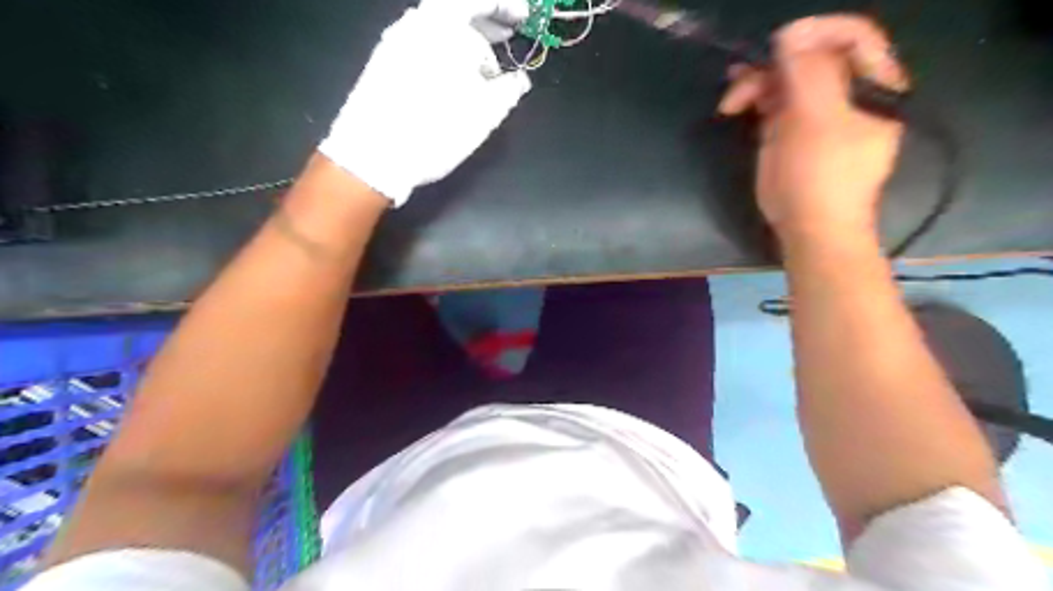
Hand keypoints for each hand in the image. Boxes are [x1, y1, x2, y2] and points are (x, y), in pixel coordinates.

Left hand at [318, 0, 534, 204]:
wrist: (374, 154)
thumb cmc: (436, 130)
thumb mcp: (485, 115)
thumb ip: (509, 90)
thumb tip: (519, 80)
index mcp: (443, 24)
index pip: (480, 1)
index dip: (506, 8)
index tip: (522, 19)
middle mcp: (416, 23)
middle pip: (457, 10)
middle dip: (486, 23)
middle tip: (506, 38)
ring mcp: (395, 40)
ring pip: (438, 29)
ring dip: (464, 41)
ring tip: (481, 66)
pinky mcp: (382, 62)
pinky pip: (421, 44)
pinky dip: (443, 52)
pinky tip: (452, 78)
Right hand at [721, 13, 909, 242]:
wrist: (810, 229)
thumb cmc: (821, 178)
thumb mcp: (818, 122)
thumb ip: (809, 73)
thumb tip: (790, 35)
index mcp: (872, 86)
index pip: (852, 37)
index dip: (816, 32)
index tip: (777, 44)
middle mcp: (846, 93)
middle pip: (813, 56)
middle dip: (776, 62)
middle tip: (745, 76)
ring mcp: (816, 112)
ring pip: (788, 78)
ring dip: (757, 81)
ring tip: (731, 99)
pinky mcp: (790, 130)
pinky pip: (774, 101)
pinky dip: (754, 97)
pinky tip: (734, 104)